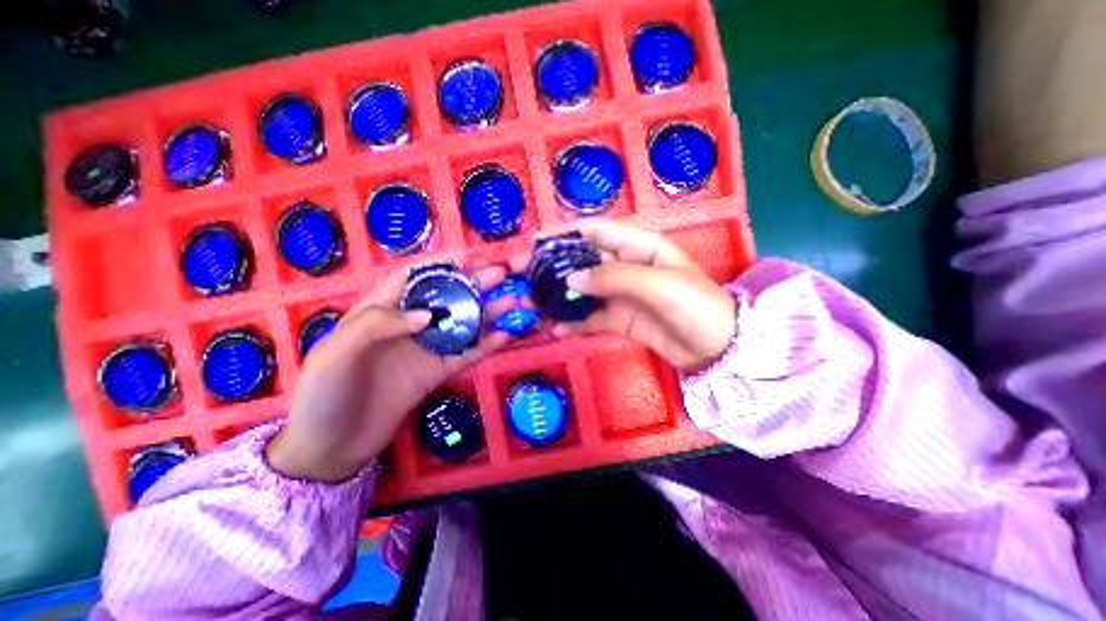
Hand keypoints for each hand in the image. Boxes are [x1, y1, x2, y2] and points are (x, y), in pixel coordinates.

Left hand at [265, 266, 510, 482]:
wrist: (332, 448)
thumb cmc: (324, 394)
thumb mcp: (336, 352)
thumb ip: (379, 324)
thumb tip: (429, 315)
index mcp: (379, 311)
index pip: (412, 278)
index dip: (439, 265)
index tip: (467, 258)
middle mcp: (407, 325)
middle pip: (444, 297)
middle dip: (471, 284)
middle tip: (499, 274)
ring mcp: (425, 349)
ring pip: (460, 324)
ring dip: (486, 312)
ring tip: (511, 301)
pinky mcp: (436, 372)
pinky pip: (465, 354)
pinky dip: (485, 345)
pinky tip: (505, 336)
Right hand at [524, 219, 736, 373]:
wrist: (717, 347)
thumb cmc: (695, 305)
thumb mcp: (658, 284)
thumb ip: (614, 278)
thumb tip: (571, 278)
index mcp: (637, 246)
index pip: (593, 232)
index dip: (562, 234)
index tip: (534, 244)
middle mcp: (624, 266)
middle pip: (581, 261)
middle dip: (551, 266)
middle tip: (521, 275)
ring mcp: (620, 295)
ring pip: (581, 290)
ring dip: (557, 296)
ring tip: (530, 304)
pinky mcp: (619, 319)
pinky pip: (590, 318)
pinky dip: (572, 322)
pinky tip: (554, 327)